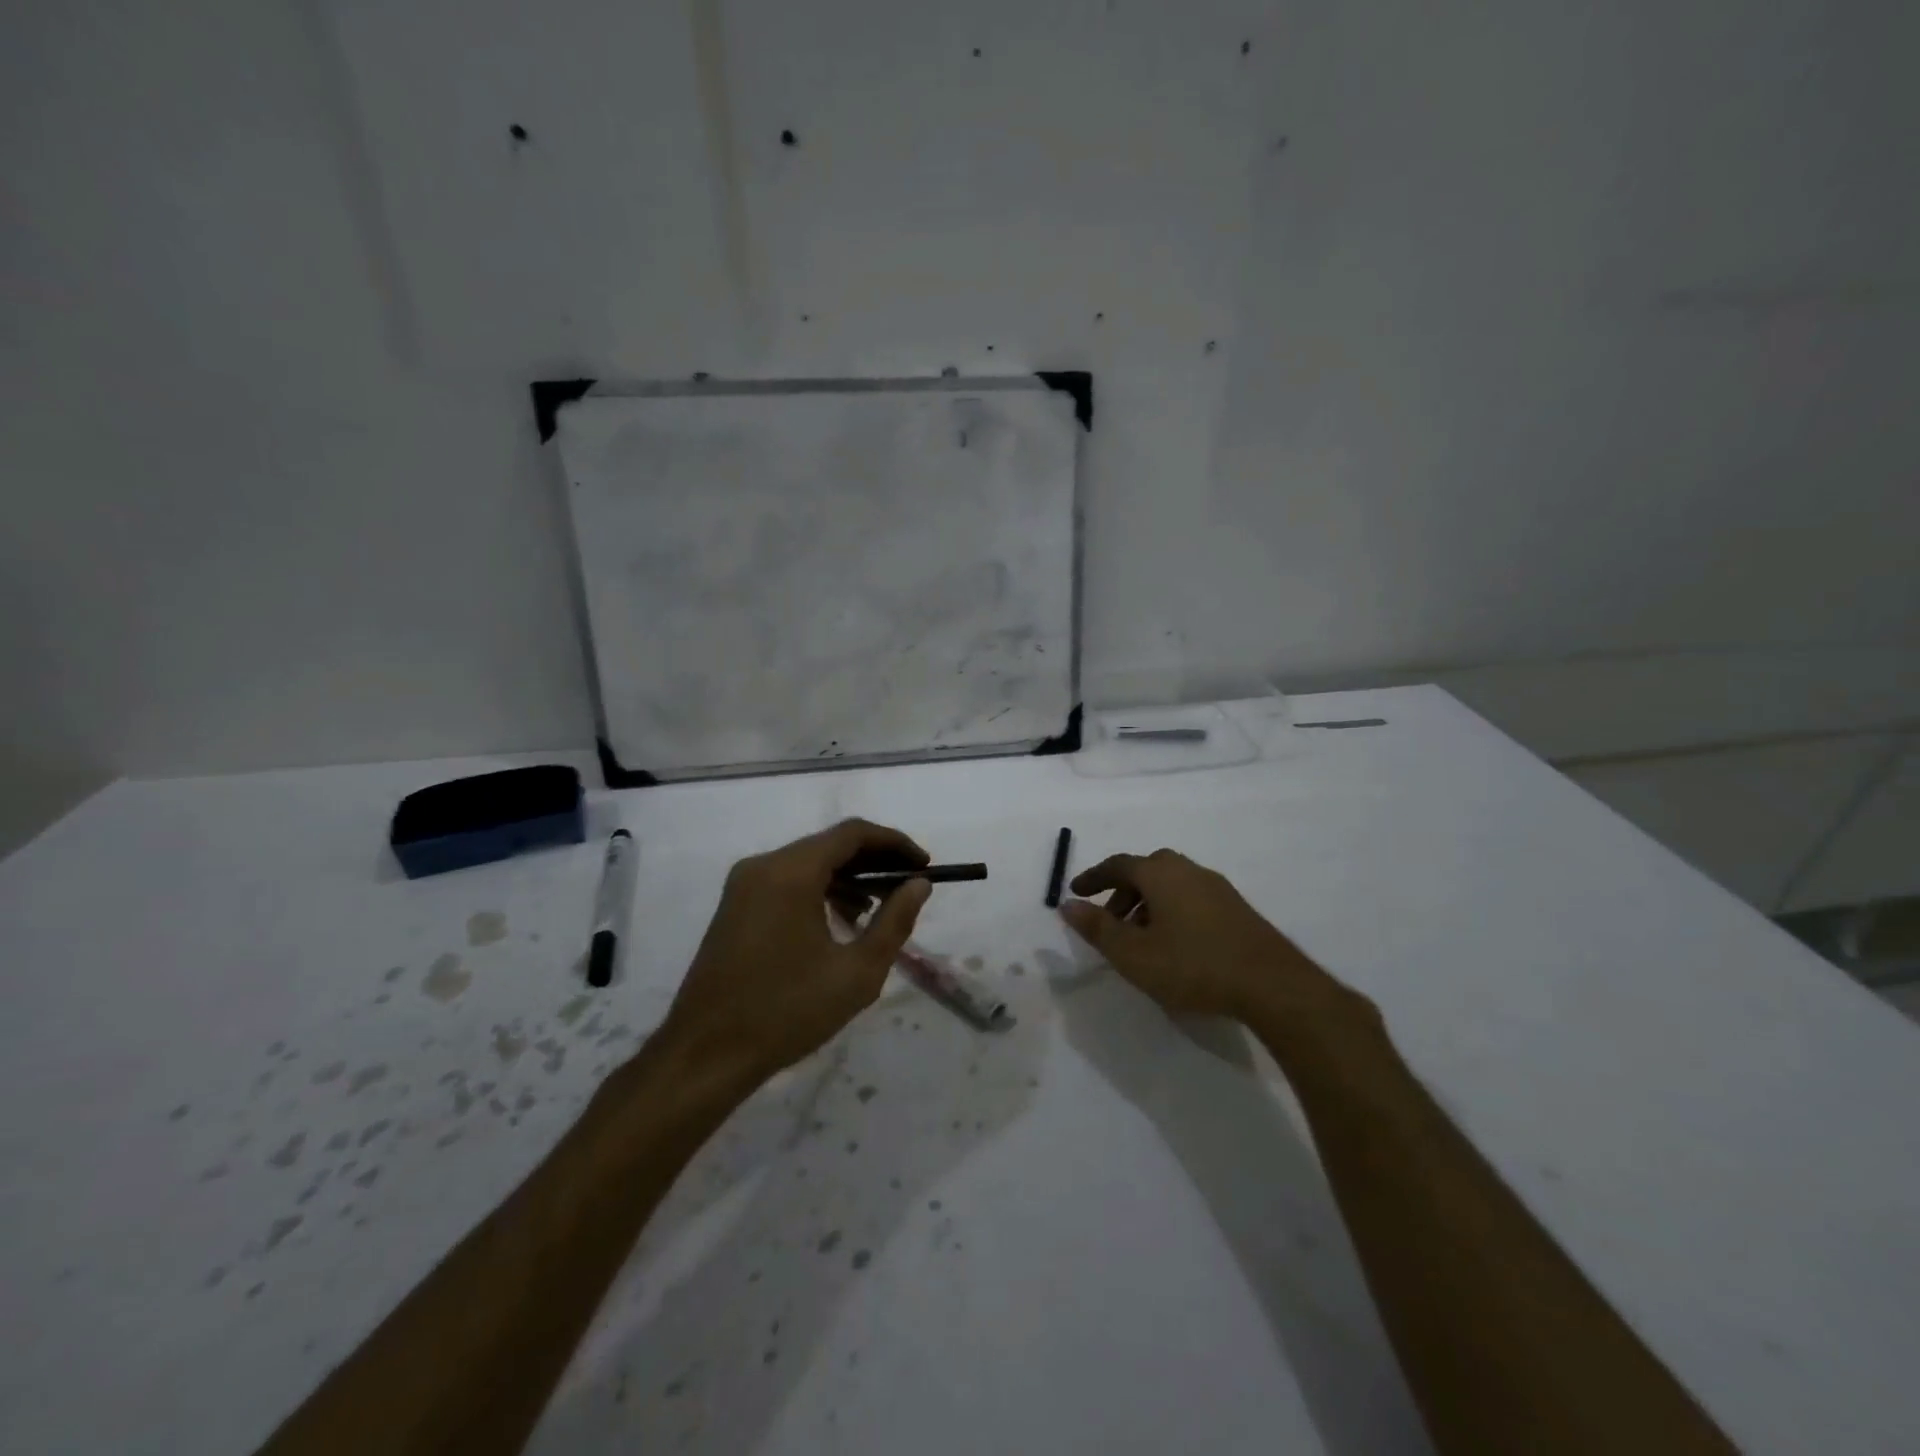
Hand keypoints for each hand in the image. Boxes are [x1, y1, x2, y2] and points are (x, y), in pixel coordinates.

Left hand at [662, 819, 932, 1080]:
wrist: (704, 1055)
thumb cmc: (786, 1012)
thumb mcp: (856, 972)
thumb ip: (894, 922)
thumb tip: (918, 885)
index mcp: (791, 872)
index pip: (853, 834)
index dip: (895, 844)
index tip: (925, 865)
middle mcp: (763, 866)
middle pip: (830, 845)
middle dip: (874, 861)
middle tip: (909, 885)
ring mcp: (743, 885)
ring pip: (808, 863)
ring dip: (848, 877)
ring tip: (880, 909)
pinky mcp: (734, 906)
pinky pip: (786, 881)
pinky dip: (820, 890)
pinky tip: (839, 922)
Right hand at [1058, 849, 1356, 1025]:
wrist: (1272, 985)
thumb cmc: (1193, 965)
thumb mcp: (1133, 954)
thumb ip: (1097, 928)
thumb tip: (1067, 904)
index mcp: (1160, 873)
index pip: (1118, 865)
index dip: (1093, 877)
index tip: (1076, 891)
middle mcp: (1188, 870)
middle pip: (1146, 870)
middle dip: (1122, 891)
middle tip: (1109, 918)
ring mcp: (1216, 887)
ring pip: (1170, 884)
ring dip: (1147, 903)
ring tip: (1140, 938)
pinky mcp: (1236, 908)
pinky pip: (1191, 897)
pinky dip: (1171, 911)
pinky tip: (1175, 944)